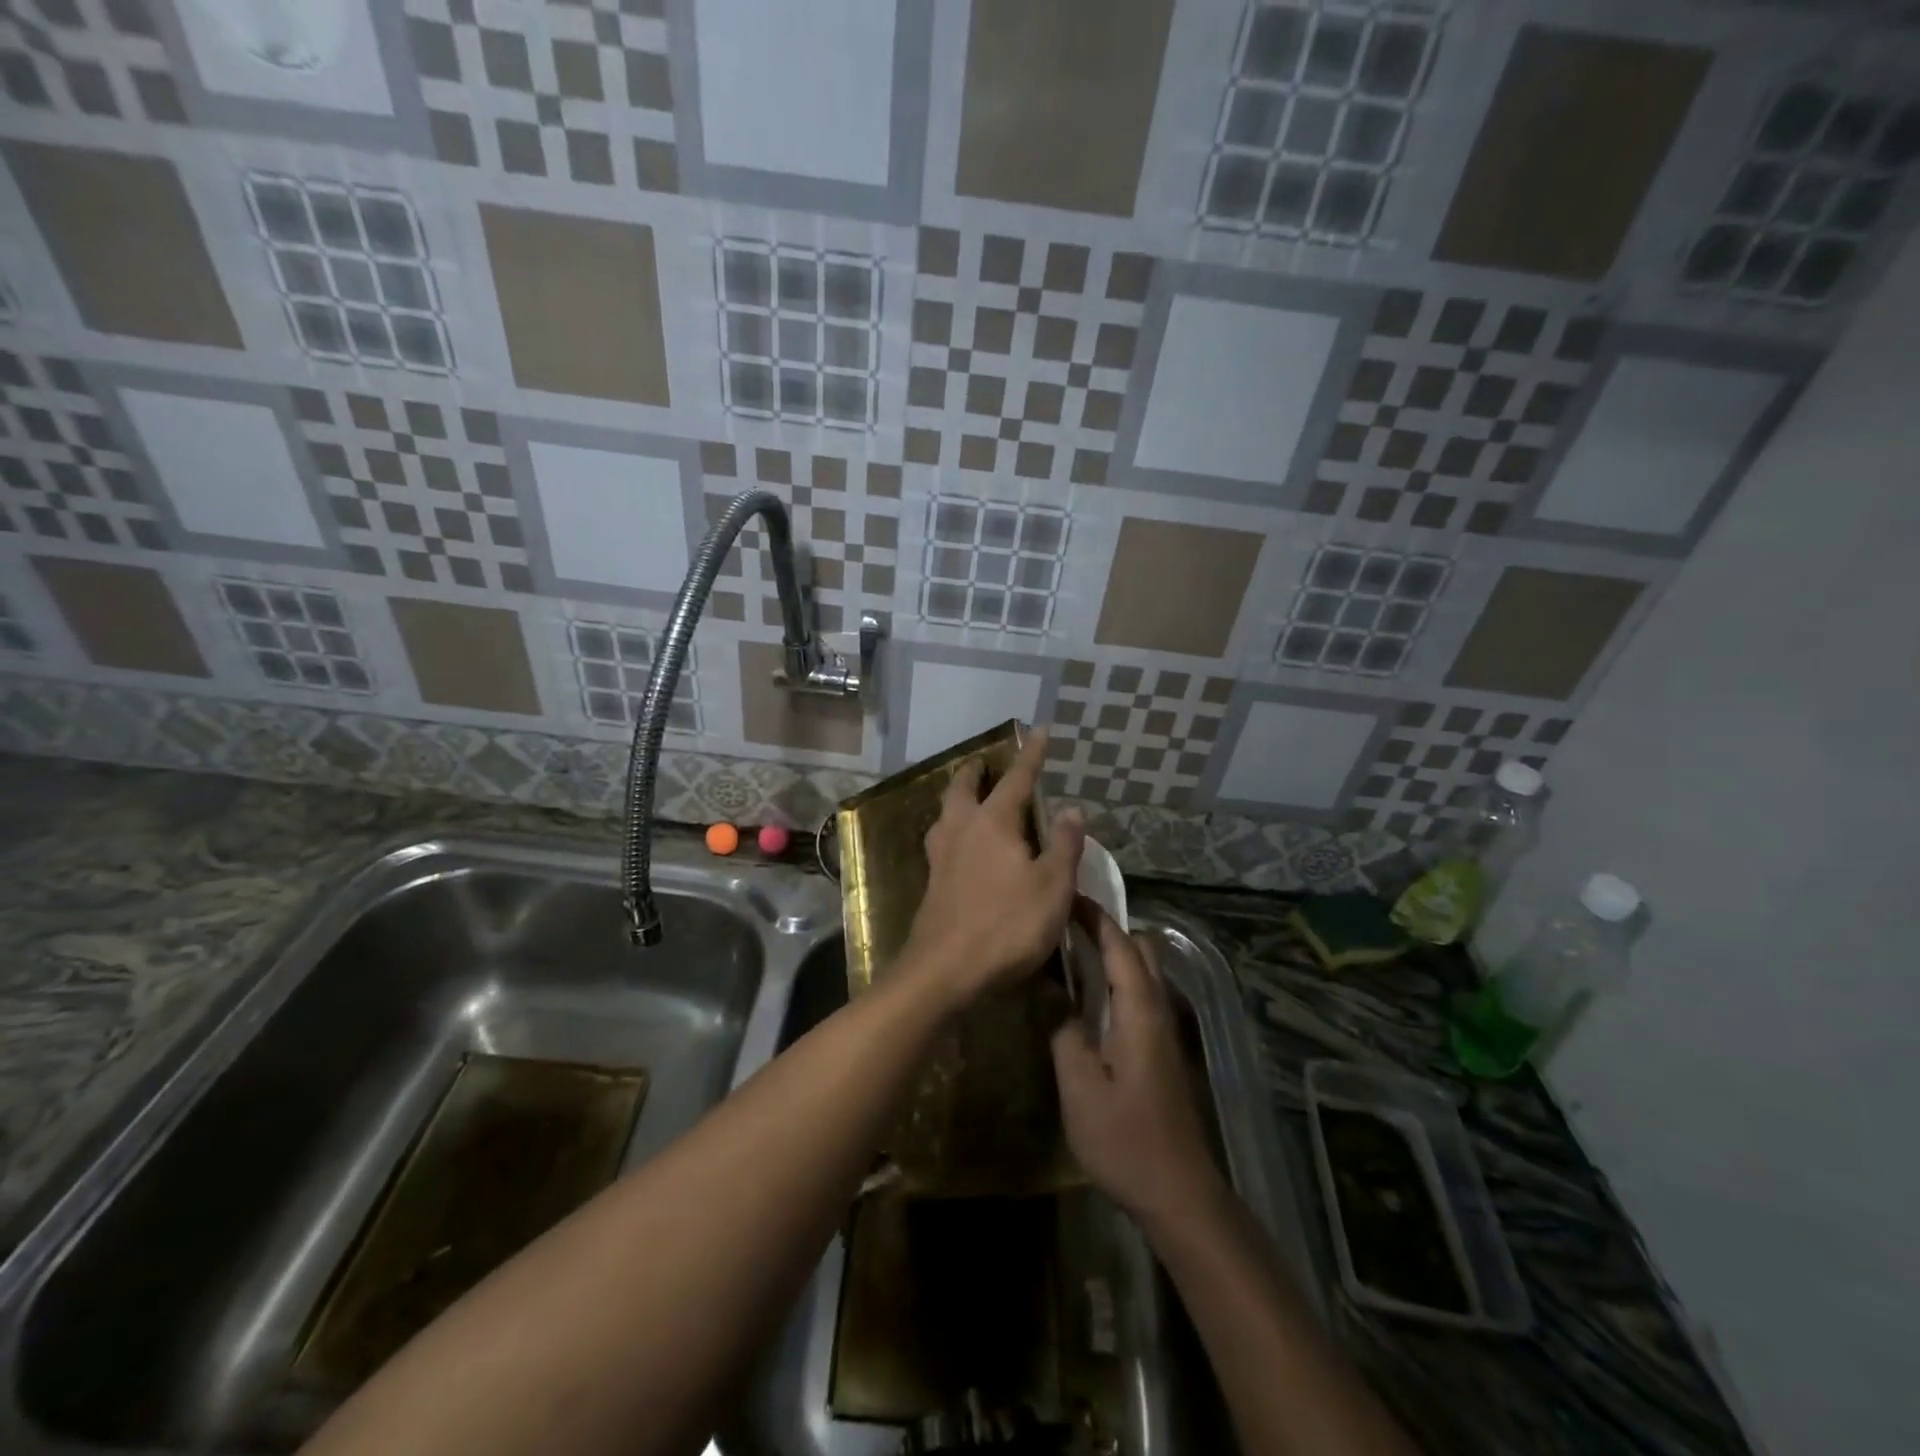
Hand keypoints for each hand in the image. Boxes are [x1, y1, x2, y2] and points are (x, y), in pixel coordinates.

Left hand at [901, 728, 1083, 1007]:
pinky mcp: (931, 882)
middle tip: (984, 762)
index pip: (1017, 779)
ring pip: (945, 813)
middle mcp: (961, 829)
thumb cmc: (1006, 925)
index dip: (1031, 755)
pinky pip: (941, 840)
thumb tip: (1071, 810)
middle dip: (976, 771)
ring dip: (957, 797)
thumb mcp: (1051, 887)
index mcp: (993, 823)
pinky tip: (959, 845)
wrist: (945, 970)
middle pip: (963, 788)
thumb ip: (1063, 846)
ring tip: (968, 797)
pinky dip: (952, 828)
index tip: (1039, 731)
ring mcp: (940, 856)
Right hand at [1052, 904, 1223, 1227]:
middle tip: (1063, 924)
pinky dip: (1117, 977)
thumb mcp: (1079, 1086)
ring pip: (1144, 971)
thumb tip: (1049, 987)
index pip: (1118, 944)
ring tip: (1070, 954)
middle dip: (1105, 927)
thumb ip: (1063, 1029)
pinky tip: (1088, 998)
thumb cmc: (1126, 1139)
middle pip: (1140, 948)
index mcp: (1139, 1010)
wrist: (1179, 1193)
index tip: (1063, 896)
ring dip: (1113, 952)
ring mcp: (1164, 1030)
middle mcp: (1158, 1009)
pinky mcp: (1162, 1049)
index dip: (1093, 916)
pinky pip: (1141, 992)